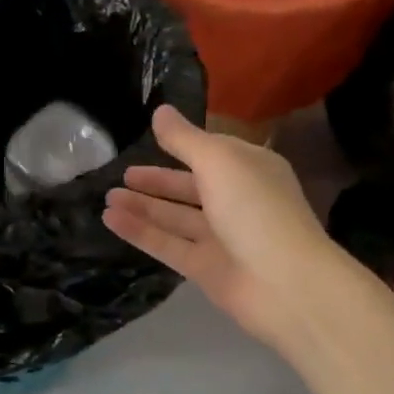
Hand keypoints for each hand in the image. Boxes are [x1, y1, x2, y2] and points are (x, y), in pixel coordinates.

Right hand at [103, 106, 335, 349]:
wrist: (285, 283)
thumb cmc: (256, 208)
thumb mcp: (219, 161)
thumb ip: (185, 139)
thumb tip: (160, 111)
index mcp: (250, 169)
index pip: (212, 153)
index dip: (183, 146)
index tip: (150, 138)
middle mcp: (237, 201)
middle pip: (191, 187)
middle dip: (157, 181)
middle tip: (122, 174)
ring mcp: (222, 238)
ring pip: (176, 218)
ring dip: (143, 206)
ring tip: (108, 197)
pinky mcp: (205, 268)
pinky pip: (167, 244)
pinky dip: (140, 232)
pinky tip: (110, 219)